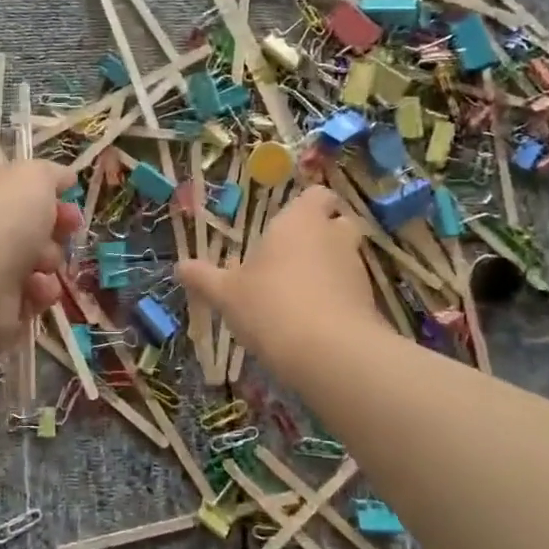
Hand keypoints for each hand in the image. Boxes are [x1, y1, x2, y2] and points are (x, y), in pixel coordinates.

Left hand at [0, 161, 81, 360]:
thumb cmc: (1, 221)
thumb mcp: (32, 178)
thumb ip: (51, 173)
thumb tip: (64, 178)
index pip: (20, 188)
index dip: (49, 192)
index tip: (71, 198)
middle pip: (33, 226)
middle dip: (57, 228)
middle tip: (68, 230)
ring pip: (38, 262)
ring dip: (51, 261)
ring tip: (44, 264)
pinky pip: (33, 296)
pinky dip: (41, 292)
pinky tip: (36, 290)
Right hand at [177, 186, 380, 368]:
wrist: (329, 353)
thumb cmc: (269, 305)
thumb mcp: (226, 293)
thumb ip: (204, 277)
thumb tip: (180, 266)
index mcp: (299, 221)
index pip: (317, 194)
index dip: (308, 205)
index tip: (289, 221)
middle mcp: (333, 236)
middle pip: (338, 223)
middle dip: (321, 235)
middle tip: (292, 255)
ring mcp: (356, 269)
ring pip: (345, 258)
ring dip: (328, 268)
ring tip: (298, 293)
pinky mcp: (369, 302)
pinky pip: (351, 291)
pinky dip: (337, 298)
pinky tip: (313, 320)